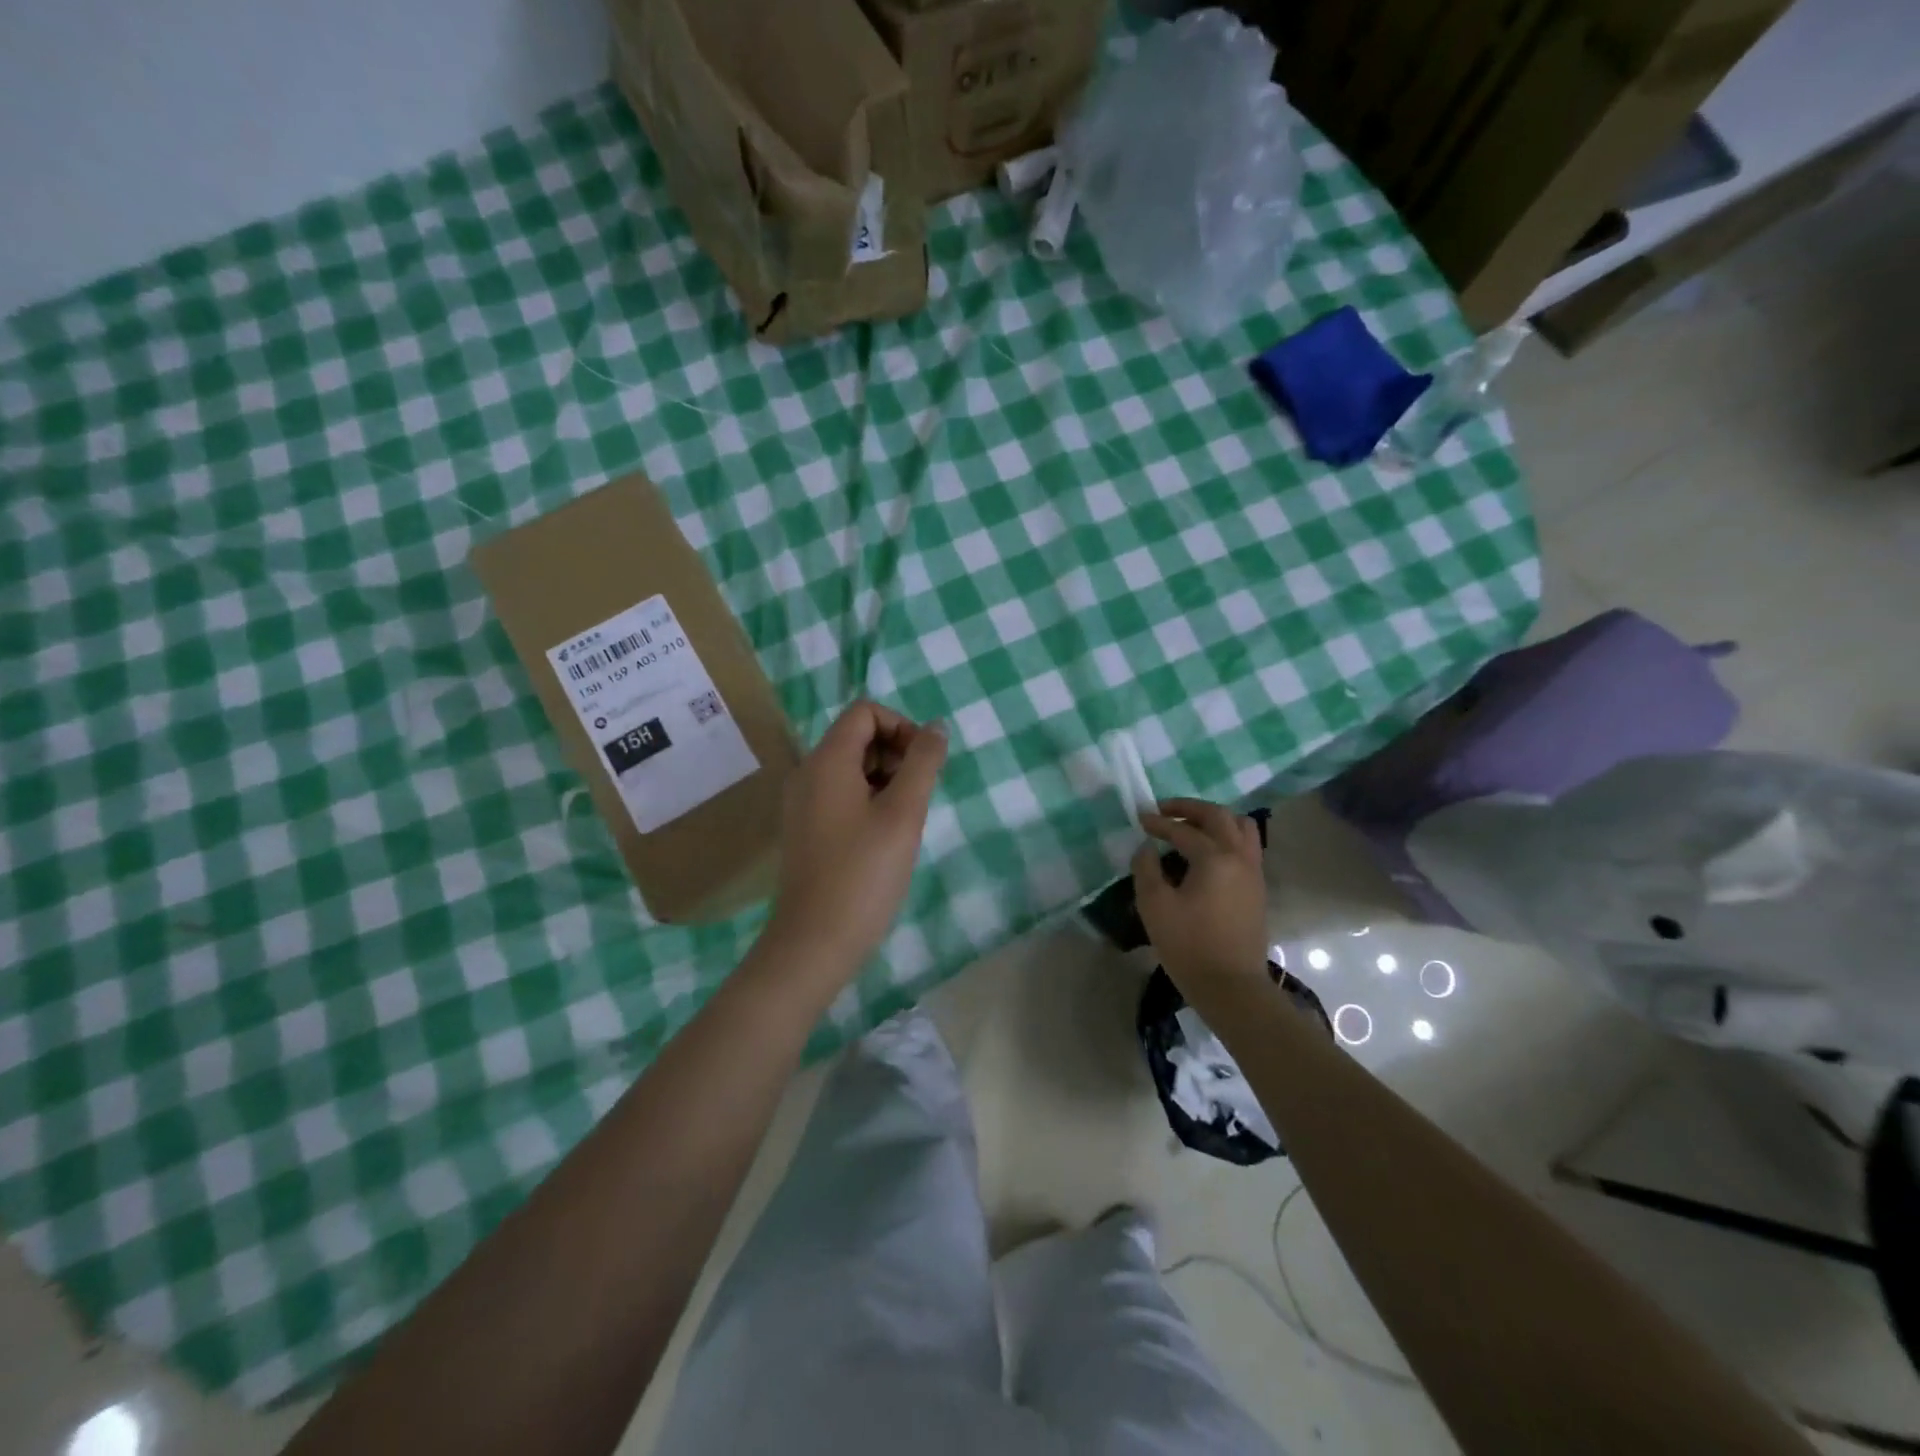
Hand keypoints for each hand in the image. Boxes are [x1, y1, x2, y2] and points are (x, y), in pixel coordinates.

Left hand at [766, 701, 947, 975]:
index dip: (901, 727)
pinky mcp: (806, 829)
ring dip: (886, 780)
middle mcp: (807, 773)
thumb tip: (936, 727)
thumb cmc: (863, 874)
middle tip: (918, 797)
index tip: (923, 764)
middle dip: (896, 754)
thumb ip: (923, 763)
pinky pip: (841, 795)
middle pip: (857, 737)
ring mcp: (803, 803)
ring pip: (851, 768)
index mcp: (826, 761)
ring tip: (905, 822)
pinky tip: (885, 838)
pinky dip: (869, 801)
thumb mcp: (903, 814)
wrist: (813, 943)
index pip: (865, 712)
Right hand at [1133, 798, 1268, 995]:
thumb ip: (1146, 869)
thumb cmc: (1188, 945)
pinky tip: (1207, 852)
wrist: (1231, 987)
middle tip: (1165, 811)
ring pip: (1242, 828)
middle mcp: (1240, 857)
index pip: (1183, 830)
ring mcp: (1254, 872)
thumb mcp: (1154, 906)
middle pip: (1219, 817)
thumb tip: (1147, 848)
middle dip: (1190, 809)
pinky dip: (1227, 838)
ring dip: (1215, 820)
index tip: (1140, 818)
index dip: (1159, 823)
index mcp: (1215, 858)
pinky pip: (1246, 847)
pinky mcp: (1257, 889)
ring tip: (1191, 827)